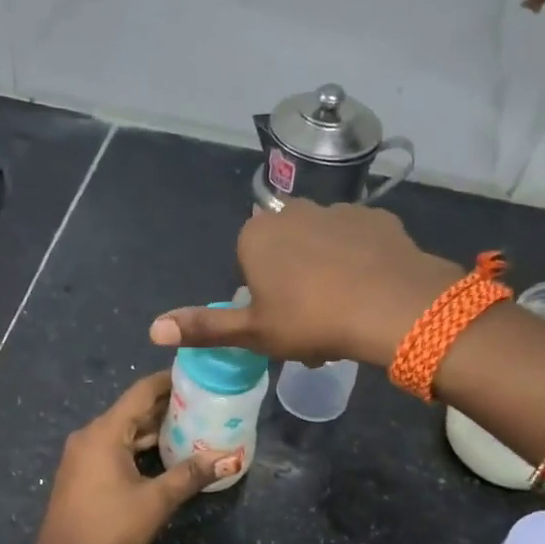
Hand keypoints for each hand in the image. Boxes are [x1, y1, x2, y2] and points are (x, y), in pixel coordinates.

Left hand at [28, 372, 232, 543]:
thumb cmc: (108, 530)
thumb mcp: (155, 502)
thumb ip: (189, 475)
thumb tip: (228, 458)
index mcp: (105, 432)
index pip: (141, 391)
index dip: (170, 381)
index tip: (200, 377)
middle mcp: (90, 435)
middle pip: (133, 409)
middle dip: (168, 406)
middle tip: (206, 405)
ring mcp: (83, 455)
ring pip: (124, 431)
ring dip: (155, 429)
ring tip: (193, 427)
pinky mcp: (82, 473)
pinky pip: (115, 448)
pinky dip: (140, 446)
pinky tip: (165, 455)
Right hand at [148, 199, 461, 366]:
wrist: (392, 306)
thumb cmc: (311, 321)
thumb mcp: (252, 333)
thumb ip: (203, 327)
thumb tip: (153, 329)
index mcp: (256, 236)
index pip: (247, 261)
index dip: (262, 293)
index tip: (280, 321)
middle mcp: (293, 211)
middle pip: (284, 249)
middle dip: (292, 280)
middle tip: (310, 323)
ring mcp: (338, 210)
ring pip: (322, 244)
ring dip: (326, 270)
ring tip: (343, 311)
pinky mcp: (376, 217)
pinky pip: (358, 241)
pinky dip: (359, 261)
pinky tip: (370, 290)